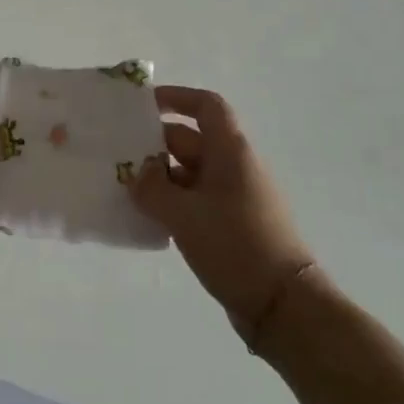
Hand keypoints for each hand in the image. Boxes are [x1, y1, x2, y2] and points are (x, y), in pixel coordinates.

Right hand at [132, 87, 317, 331]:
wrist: (284, 306)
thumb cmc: (235, 245)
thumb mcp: (184, 215)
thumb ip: (153, 189)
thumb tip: (137, 175)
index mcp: (230, 151)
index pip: (206, 106)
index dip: (177, 97)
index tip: (144, 105)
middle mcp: (235, 167)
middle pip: (192, 140)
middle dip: (156, 144)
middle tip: (119, 155)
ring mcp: (236, 197)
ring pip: (191, 172)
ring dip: (161, 177)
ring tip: (126, 188)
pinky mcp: (234, 224)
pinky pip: (198, 200)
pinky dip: (174, 202)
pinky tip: (149, 219)